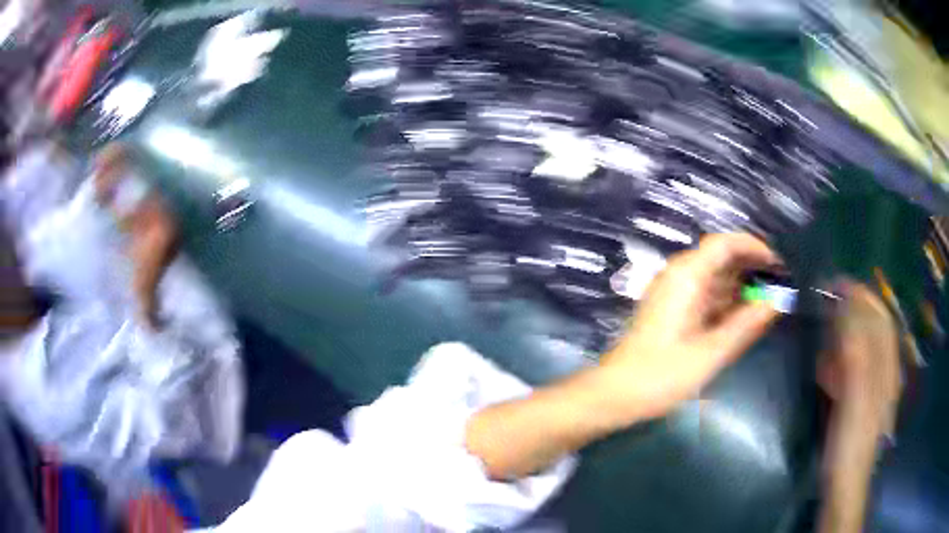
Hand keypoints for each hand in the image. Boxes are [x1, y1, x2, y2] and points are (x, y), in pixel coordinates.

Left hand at [599, 233, 781, 420]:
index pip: (724, 243)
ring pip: (714, 278)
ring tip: (767, 302)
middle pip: (720, 258)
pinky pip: (705, 296)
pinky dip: (726, 302)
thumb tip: (777, 302)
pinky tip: (743, 317)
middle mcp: (678, 276)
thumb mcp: (710, 353)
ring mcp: (673, 293)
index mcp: (686, 276)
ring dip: (740, 286)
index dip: (753, 247)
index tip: (777, 264)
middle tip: (778, 286)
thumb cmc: (661, 376)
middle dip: (750, 268)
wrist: (614, 394)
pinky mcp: (672, 311)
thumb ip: (746, 325)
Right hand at [816, 282, 900, 532]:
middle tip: (824, 305)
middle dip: (849, 310)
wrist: (845, 486)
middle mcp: (884, 369)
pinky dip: (839, 361)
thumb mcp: (855, 399)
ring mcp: (873, 387)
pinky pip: (852, 369)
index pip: (878, 316)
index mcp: (886, 365)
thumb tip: (846, 308)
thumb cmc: (850, 444)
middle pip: (872, 327)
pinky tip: (826, 371)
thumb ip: (856, 354)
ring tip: (823, 336)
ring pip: (862, 346)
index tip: (833, 283)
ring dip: (843, 334)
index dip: (859, 296)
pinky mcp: (860, 402)